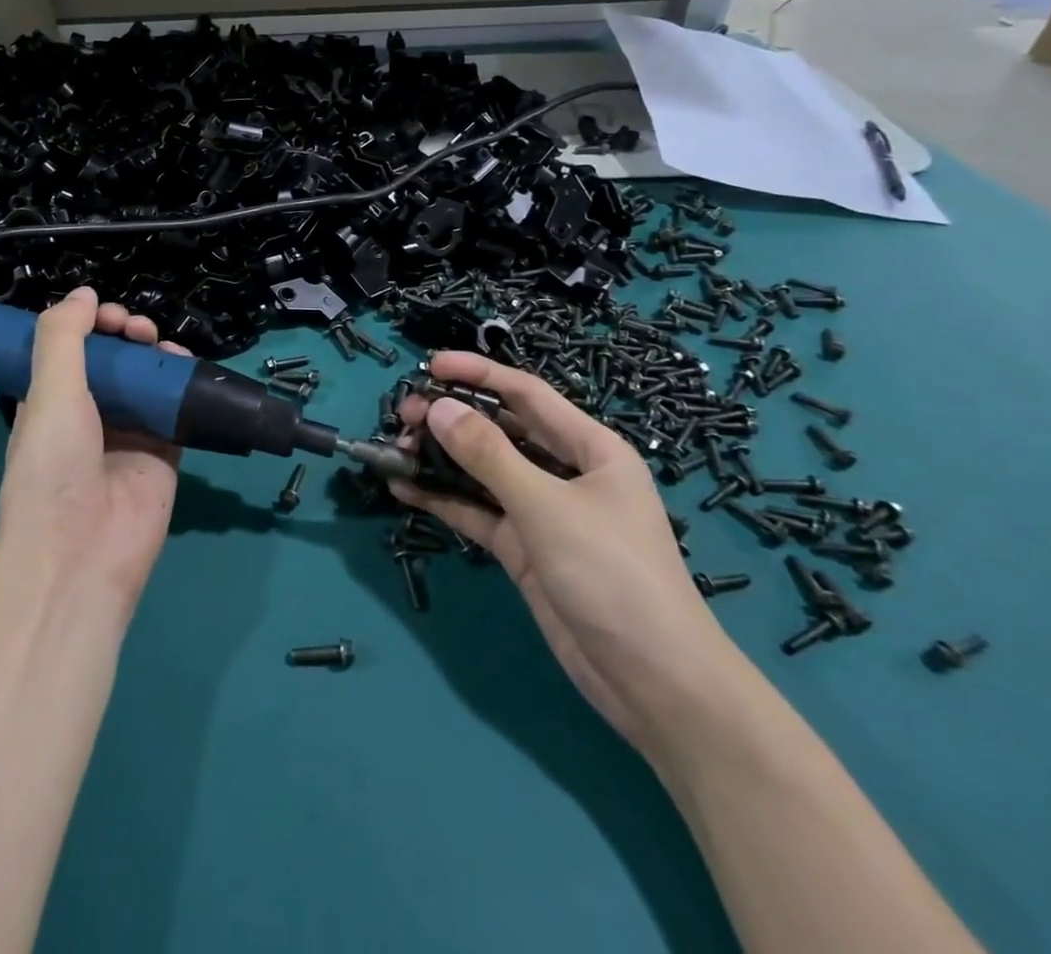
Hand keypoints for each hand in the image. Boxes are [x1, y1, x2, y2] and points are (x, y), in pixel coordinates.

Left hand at [0, 287, 184, 606]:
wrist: (82, 552)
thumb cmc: (54, 466)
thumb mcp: (48, 392)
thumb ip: (63, 337)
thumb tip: (84, 293)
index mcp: (51, 402)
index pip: (73, 350)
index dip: (90, 326)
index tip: (109, 316)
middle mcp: (89, 416)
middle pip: (114, 362)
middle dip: (126, 336)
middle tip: (138, 330)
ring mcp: (128, 435)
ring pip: (147, 381)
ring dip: (156, 356)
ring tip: (163, 347)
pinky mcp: (163, 453)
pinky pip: (176, 411)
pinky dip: (183, 387)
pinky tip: (186, 370)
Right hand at [397, 352, 741, 757]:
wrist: (655, 683)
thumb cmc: (612, 574)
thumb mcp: (547, 506)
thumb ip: (488, 455)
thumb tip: (436, 408)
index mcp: (590, 448)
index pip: (527, 394)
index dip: (479, 375)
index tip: (430, 366)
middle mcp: (566, 473)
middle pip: (501, 431)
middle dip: (453, 419)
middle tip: (402, 414)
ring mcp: (543, 513)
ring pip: (484, 472)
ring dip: (442, 459)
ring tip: (395, 449)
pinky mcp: (525, 550)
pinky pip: (478, 513)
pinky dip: (445, 500)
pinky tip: (405, 490)